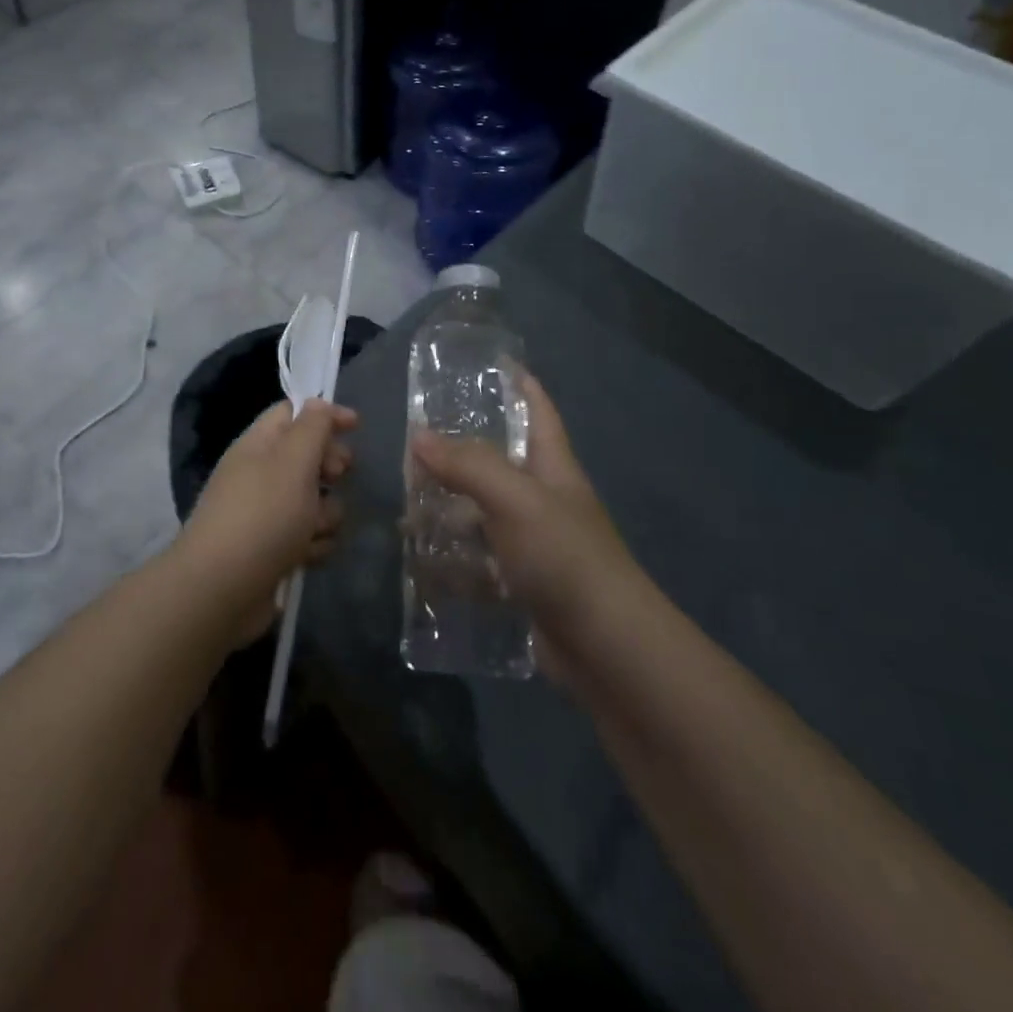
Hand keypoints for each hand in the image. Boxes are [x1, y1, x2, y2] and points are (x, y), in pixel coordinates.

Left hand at [178, 400, 357, 627]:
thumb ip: (312, 427)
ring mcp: (265, 515)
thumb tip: (318, 404)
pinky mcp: (273, 550)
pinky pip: (307, 536)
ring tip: (315, 528)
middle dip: (330, 466)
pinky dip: (313, 544)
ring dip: (326, 513)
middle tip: (336, 476)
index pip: (292, 413)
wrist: (221, 589)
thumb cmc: (263, 515)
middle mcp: (260, 474)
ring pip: (314, 501)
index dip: (324, 414)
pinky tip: (308, 556)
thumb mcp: (293, 461)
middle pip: (307, 457)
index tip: (356, 425)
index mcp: (259, 445)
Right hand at [409, 375, 631, 639]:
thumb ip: (468, 465)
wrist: (607, 649)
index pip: (537, 410)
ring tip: (405, 508)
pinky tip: (421, 562)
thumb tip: (420, 436)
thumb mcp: (515, 500)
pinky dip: (453, 560)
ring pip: (483, 514)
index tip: (491, 362)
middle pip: (499, 462)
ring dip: (448, 510)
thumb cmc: (565, 557)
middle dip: (459, 452)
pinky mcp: (523, 584)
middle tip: (414, 444)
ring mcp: (534, 544)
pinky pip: (480, 562)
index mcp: (552, 467)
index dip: (519, 382)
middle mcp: (544, 499)